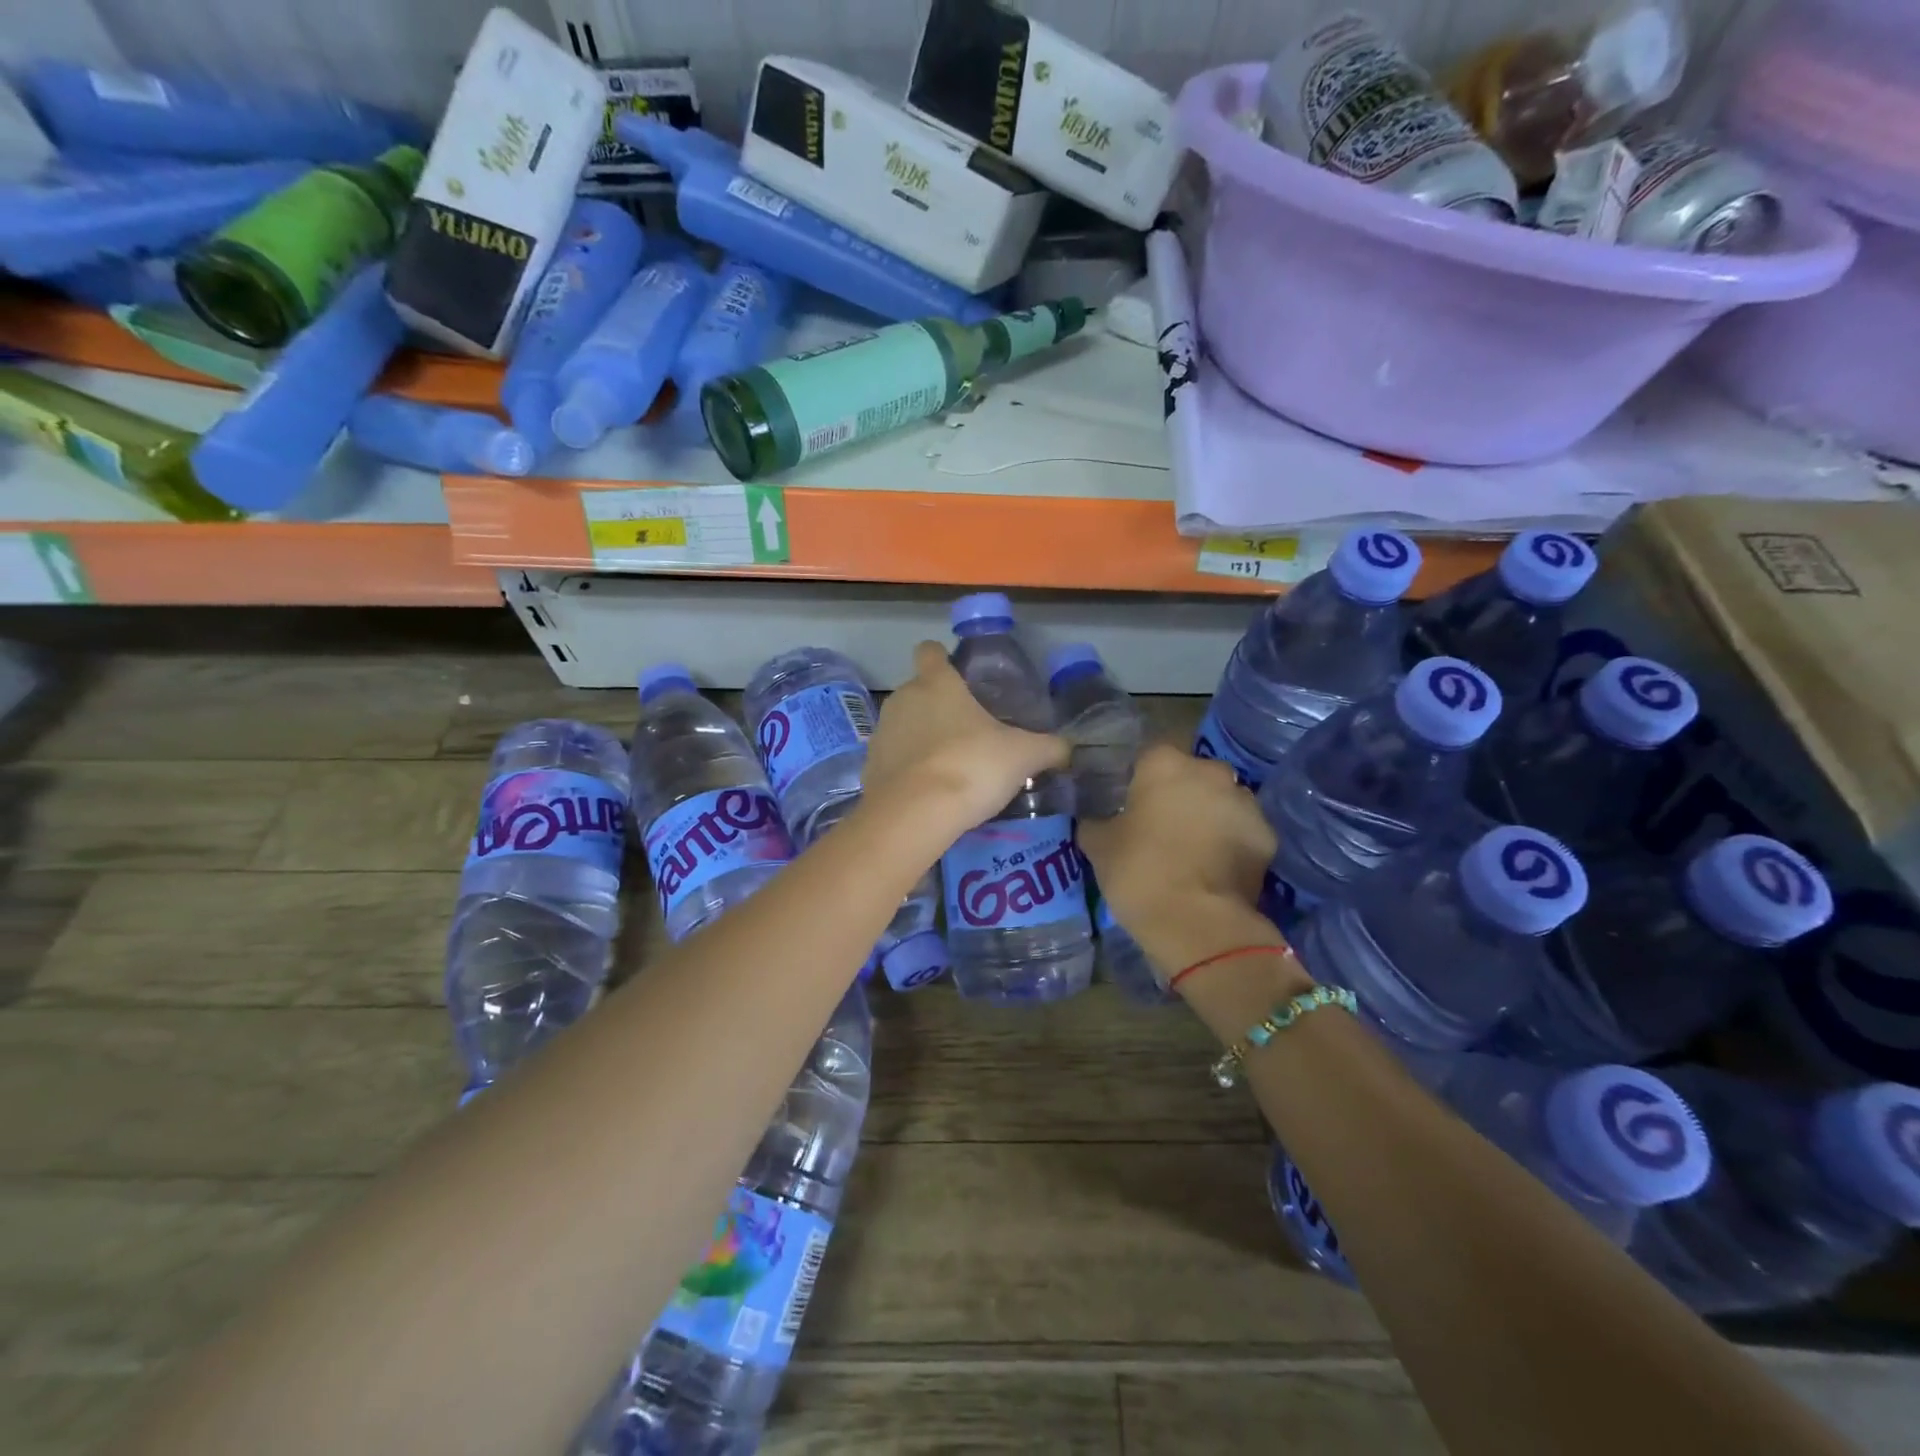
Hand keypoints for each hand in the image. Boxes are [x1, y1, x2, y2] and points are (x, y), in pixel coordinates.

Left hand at [861, 642, 1068, 841]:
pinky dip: (908, 770)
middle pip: (918, 691)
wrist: (916, 814)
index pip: (930, 651)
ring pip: (904, 726)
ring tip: (951, 767)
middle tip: (969, 733)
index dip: (942, 658)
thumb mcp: (1023, 756)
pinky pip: (893, 760)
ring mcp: (881, 733)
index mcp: (937, 683)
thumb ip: (1049, 748)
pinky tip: (929, 793)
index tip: (959, 676)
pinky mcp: (869, 767)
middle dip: (939, 707)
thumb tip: (1069, 748)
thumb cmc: (972, 766)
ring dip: (922, 739)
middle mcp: (903, 699)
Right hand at [1077, 745, 1286, 982]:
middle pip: (1190, 774)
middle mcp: (1210, 771)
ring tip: (1190, 849)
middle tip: (1160, 825)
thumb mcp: (1098, 845)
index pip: (1148, 756)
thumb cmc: (1139, 872)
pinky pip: (1241, 830)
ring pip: (1220, 800)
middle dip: (1178, 793)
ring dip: (1207, 815)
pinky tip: (1213, 868)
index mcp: (1165, 764)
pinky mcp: (1267, 835)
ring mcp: (1245, 802)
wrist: (1197, 923)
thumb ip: (1096, 821)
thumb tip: (1095, 818)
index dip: (1138, 778)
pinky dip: (1230, 842)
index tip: (1129, 803)